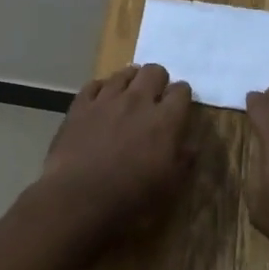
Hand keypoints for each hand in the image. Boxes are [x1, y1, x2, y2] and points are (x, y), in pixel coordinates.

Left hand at [30, 64, 194, 249]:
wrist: (77, 199)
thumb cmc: (130, 198)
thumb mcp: (168, 187)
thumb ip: (183, 161)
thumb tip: (191, 147)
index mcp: (165, 120)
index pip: (182, 91)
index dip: (182, 96)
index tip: (179, 107)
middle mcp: (138, 101)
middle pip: (154, 71)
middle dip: (158, 81)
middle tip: (154, 99)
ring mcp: (106, 99)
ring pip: (124, 73)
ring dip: (131, 81)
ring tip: (129, 96)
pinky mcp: (80, 105)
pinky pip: (94, 84)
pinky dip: (101, 89)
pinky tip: (101, 101)